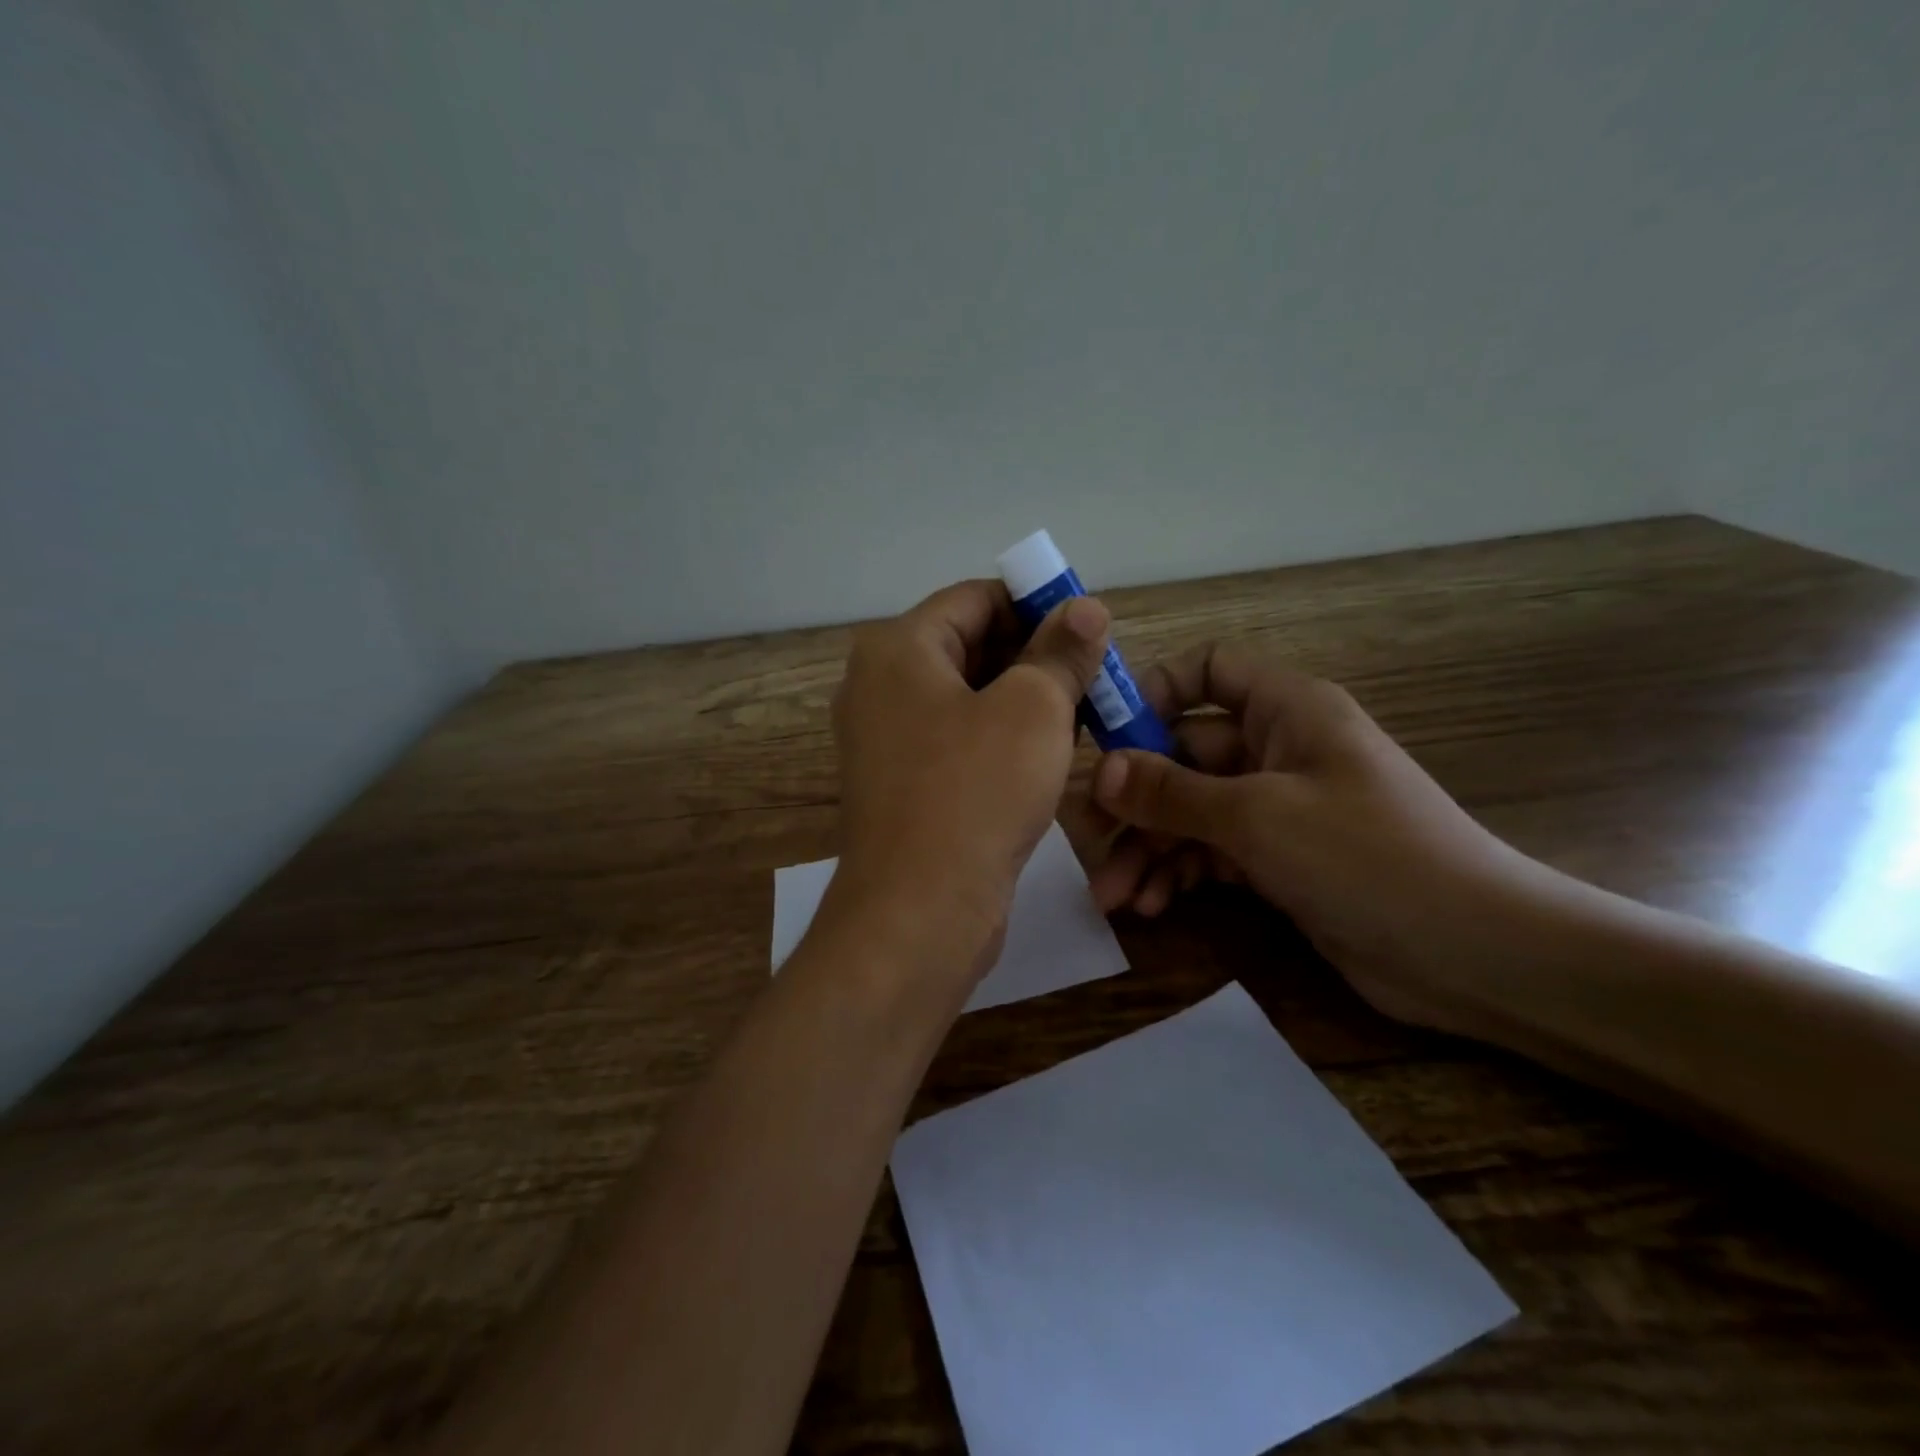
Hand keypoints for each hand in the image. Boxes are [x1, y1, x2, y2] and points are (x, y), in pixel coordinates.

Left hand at [825, 580, 1111, 984]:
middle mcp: (879, 685)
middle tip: (1094, 672)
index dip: (1036, 603)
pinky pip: (956, 740)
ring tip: (1081, 710)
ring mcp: (885, 739)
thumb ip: (1061, 652)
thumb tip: (1086, 607)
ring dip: (1022, 698)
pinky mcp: (901, 785)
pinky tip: (1045, 753)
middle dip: (1034, 654)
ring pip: (966, 696)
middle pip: (968, 645)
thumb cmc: (975, 792)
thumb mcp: (1033, 709)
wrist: (919, 911)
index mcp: (898, 649)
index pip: (975, 599)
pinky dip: (999, 736)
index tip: (1088, 627)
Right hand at [1088, 642, 1543, 1033]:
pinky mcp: (1279, 860)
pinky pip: (1212, 851)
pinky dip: (1180, 873)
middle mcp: (1278, 748)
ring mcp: (1278, 807)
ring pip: (1192, 811)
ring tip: (1114, 897)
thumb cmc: (1367, 857)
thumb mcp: (1257, 818)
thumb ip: (1172, 792)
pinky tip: (1153, 905)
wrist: (1477, 956)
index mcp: (1285, 709)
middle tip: (1089, 844)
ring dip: (1150, 848)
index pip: (1208, 670)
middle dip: (1136, 801)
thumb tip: (1101, 771)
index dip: (1154, 692)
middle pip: (1184, 754)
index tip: (1105, 737)